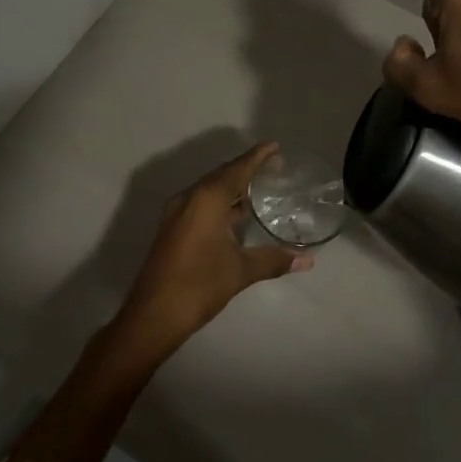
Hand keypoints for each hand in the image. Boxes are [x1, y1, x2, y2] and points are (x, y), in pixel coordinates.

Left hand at [112, 143, 314, 357]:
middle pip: (222, 175)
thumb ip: (274, 260)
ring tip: (259, 189)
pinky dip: (221, 203)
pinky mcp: (173, 229)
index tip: (274, 147)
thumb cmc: (199, 284)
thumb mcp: (240, 271)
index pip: (237, 169)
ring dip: (232, 188)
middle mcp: (190, 198)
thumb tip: (307, 260)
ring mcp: (178, 213)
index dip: (257, 157)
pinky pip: (201, 204)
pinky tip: (237, 216)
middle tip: (273, 167)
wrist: (154, 314)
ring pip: (210, 191)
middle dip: (246, 170)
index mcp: (206, 199)